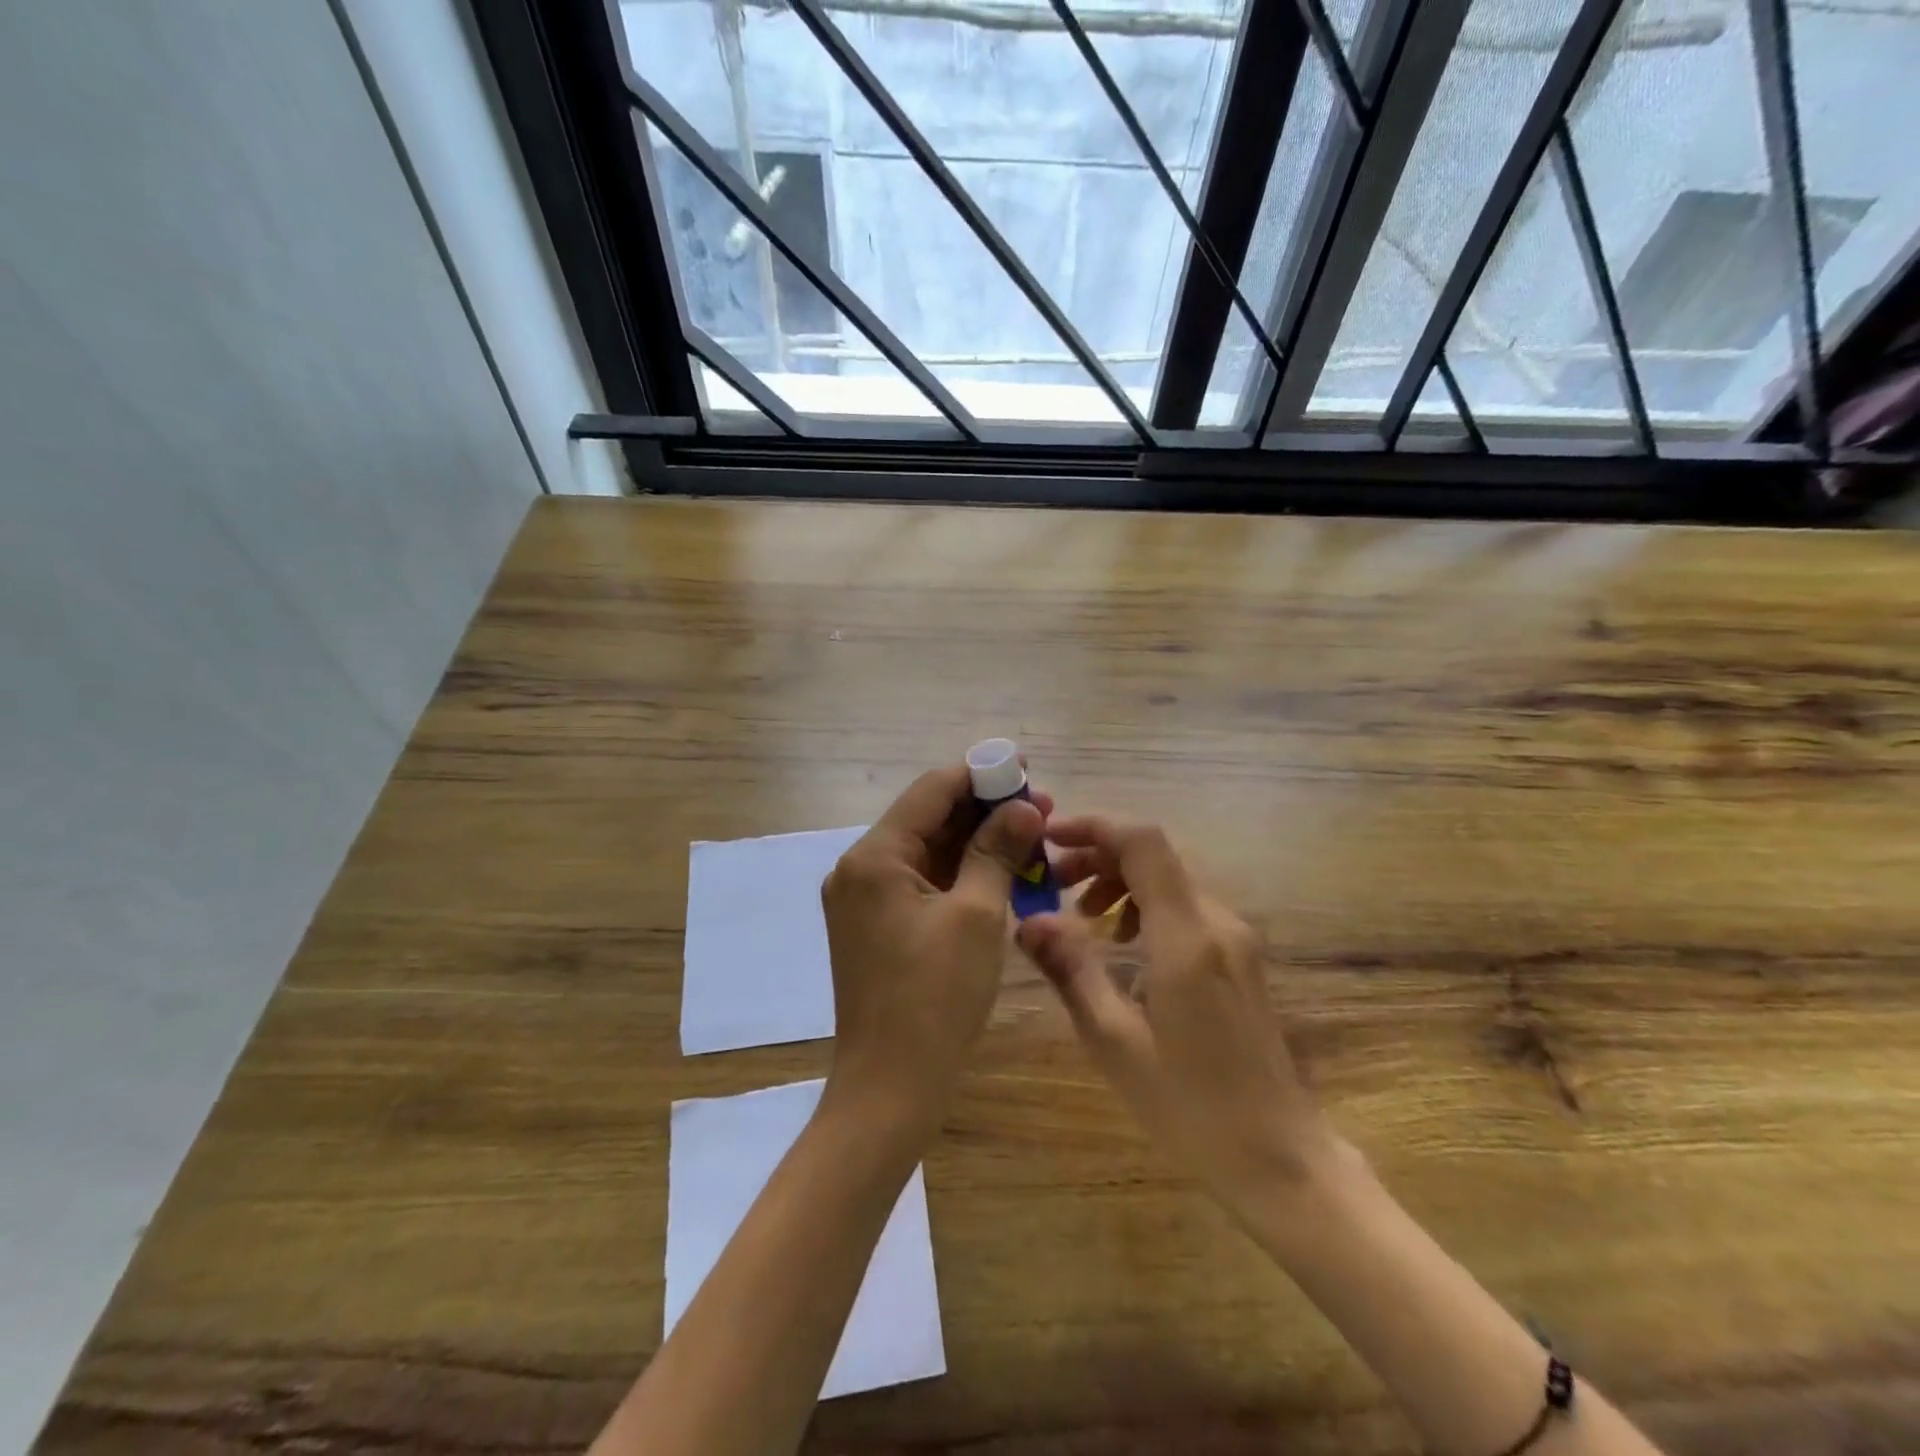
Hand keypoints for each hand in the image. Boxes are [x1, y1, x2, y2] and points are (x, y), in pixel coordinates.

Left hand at [821, 762, 1046, 1137]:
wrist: (890, 1088)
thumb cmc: (936, 998)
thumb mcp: (977, 916)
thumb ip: (997, 851)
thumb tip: (1023, 807)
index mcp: (874, 857)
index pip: (930, 791)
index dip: (980, 774)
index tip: (1025, 768)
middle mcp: (858, 868)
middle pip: (927, 819)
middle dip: (983, 811)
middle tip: (1039, 809)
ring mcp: (863, 899)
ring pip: (926, 852)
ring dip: (974, 843)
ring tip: (1029, 838)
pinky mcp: (874, 926)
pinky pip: (920, 883)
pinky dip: (958, 875)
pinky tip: (1000, 873)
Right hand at [1017, 815, 1334, 1214]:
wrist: (1280, 1157)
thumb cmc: (1190, 1106)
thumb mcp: (1114, 1041)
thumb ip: (1071, 969)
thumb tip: (1027, 919)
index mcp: (1187, 937)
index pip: (1143, 843)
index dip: (1094, 825)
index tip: (1049, 838)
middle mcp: (1218, 922)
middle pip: (1155, 855)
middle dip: (1098, 855)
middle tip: (1052, 882)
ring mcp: (1236, 938)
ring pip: (1170, 878)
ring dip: (1120, 880)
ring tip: (1080, 916)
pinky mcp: (1241, 956)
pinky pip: (1186, 907)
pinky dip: (1145, 904)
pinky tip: (1123, 944)